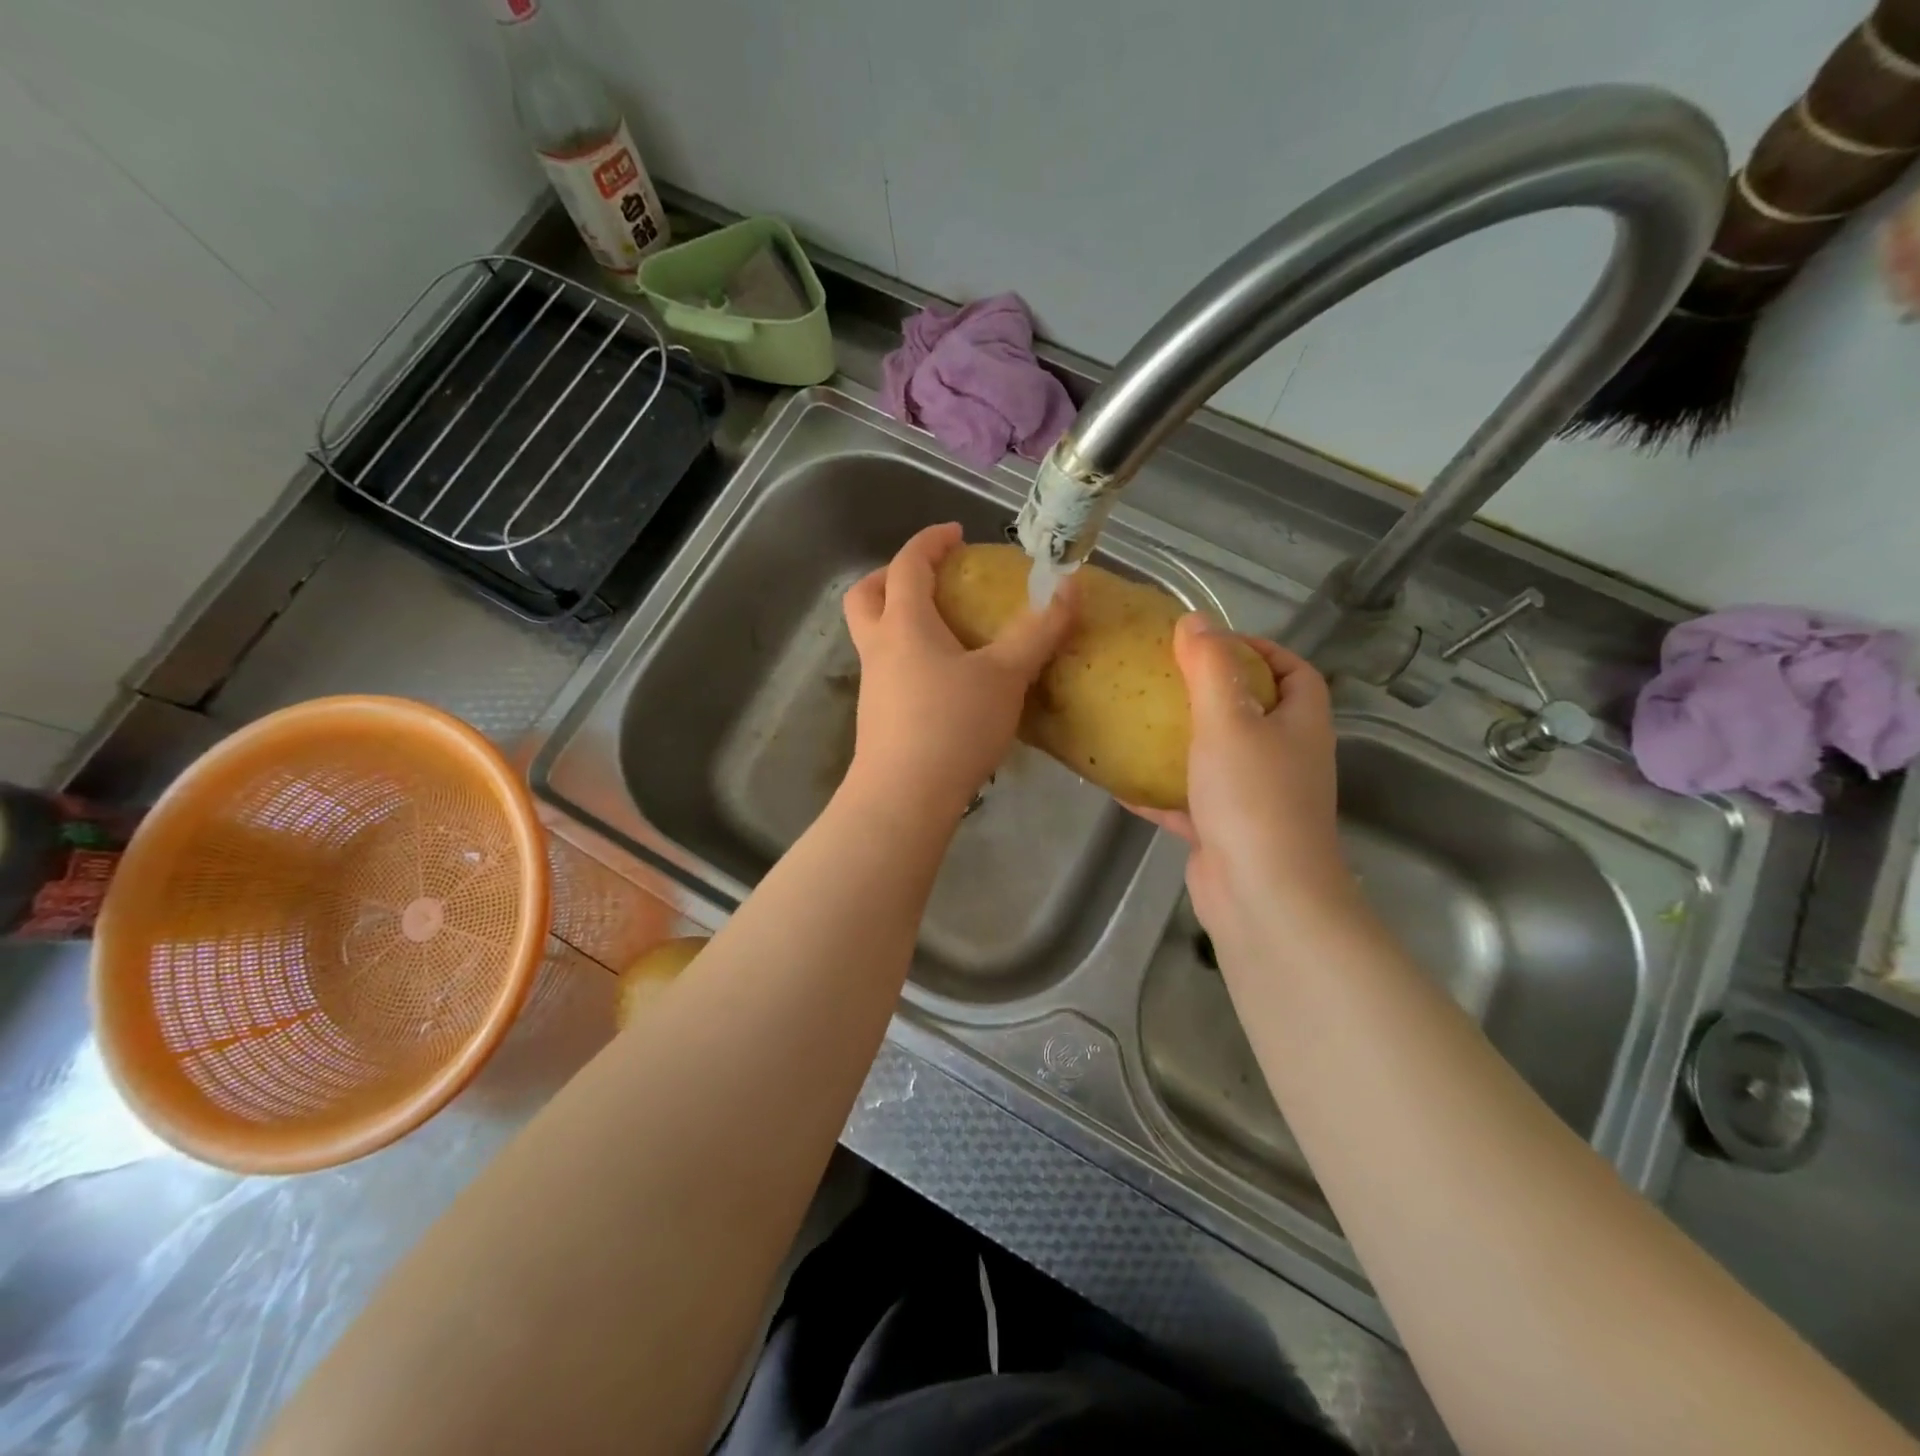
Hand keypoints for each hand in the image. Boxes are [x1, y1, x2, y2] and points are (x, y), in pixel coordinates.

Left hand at [841, 523, 1075, 821]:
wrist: (904, 798)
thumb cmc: (952, 726)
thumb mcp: (1005, 676)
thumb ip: (1037, 632)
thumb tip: (1070, 588)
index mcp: (904, 624)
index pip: (907, 565)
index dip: (929, 542)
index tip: (954, 533)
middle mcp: (879, 648)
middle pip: (866, 595)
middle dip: (891, 576)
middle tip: (929, 579)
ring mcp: (872, 685)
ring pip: (873, 636)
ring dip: (899, 619)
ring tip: (946, 631)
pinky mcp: (878, 718)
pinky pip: (888, 670)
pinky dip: (909, 657)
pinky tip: (944, 681)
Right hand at [1132, 615, 1353, 949]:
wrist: (1262, 896)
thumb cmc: (1253, 797)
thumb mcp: (1229, 720)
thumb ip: (1211, 667)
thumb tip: (1195, 619)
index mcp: (1300, 724)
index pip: (1294, 671)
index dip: (1261, 649)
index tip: (1211, 642)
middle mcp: (1285, 758)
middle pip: (1255, 712)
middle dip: (1213, 694)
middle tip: (1163, 679)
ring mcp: (1256, 799)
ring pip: (1219, 758)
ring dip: (1183, 742)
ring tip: (1137, 722)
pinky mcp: (1226, 832)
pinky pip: (1190, 800)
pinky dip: (1160, 791)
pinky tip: (1119, 782)